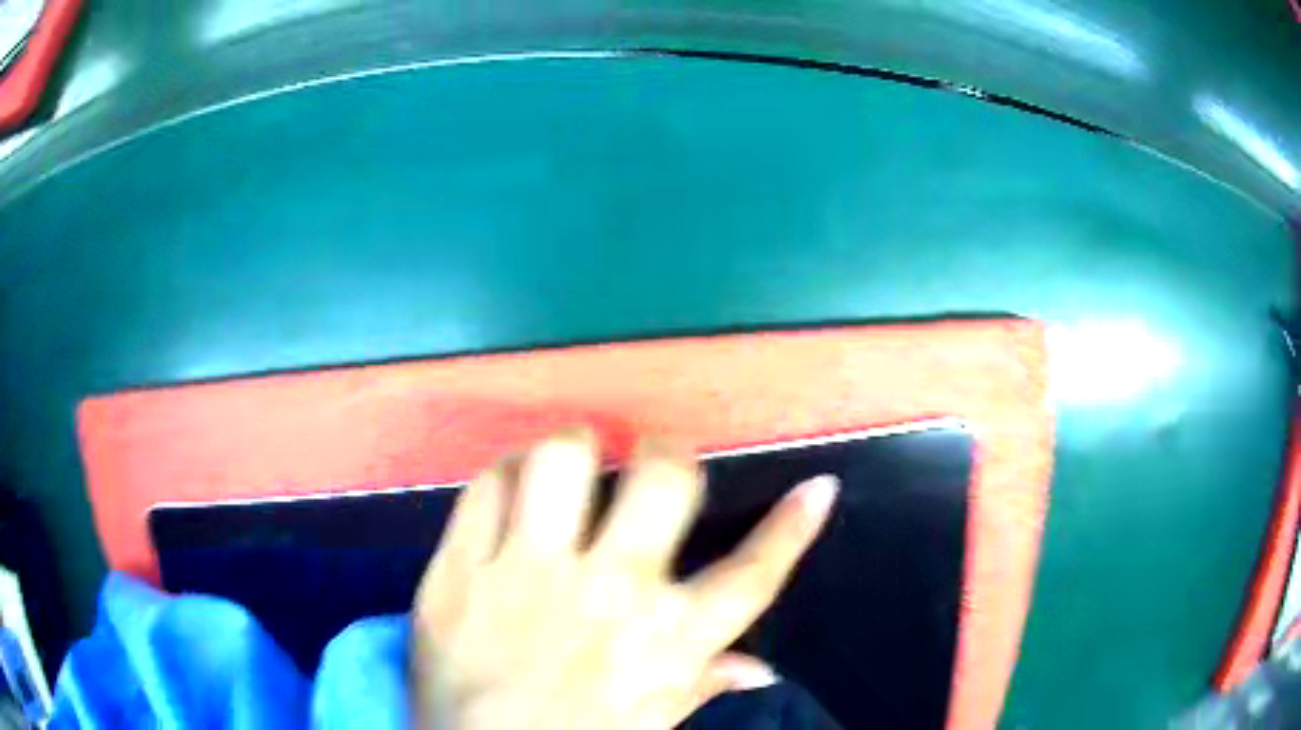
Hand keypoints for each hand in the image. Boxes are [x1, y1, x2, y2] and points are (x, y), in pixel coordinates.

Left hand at [410, 427, 837, 729]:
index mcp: (666, 640)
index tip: (817, 488)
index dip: (793, 528)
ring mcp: (528, 572)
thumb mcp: (651, 723)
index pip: (753, 576)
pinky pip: (487, 487)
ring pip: (563, 460)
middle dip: (667, 453)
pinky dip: (504, 476)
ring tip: (574, 463)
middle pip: (662, 481)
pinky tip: (512, 489)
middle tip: (654, 459)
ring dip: (575, 450)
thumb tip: (762, 670)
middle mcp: (610, 591)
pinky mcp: (463, 566)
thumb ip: (704, 686)